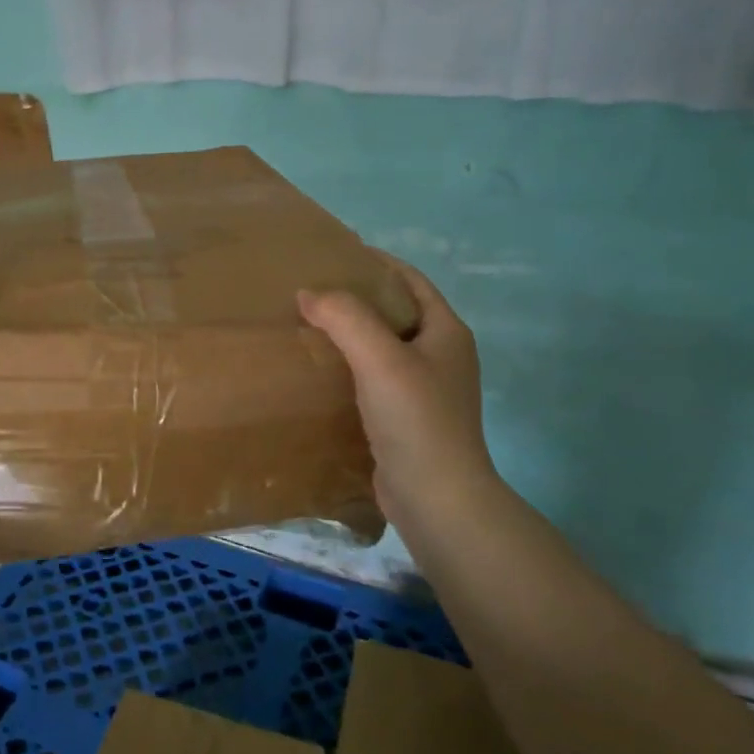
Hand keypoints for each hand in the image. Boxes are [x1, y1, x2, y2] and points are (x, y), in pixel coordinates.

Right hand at [297, 256, 498, 524]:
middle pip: (395, 313)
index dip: (377, 263)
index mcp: (446, 332)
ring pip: (382, 348)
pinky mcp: (404, 419)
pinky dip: (348, 369)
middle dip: (357, 299)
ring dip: (349, 335)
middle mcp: (440, 356)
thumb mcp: (380, 357)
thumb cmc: (416, 419)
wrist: (436, 498)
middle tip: (311, 292)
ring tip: (307, 326)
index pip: (411, 281)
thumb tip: (308, 292)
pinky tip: (317, 372)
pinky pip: (372, 380)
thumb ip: (345, 317)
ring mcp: (424, 390)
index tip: (335, 255)